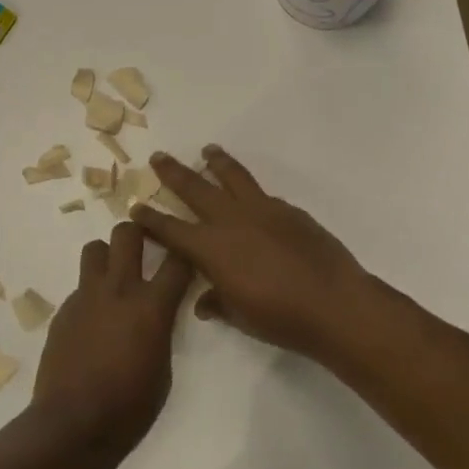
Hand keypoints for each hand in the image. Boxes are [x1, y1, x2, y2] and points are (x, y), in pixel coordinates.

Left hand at [29, 222, 193, 459]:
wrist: (72, 424)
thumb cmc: (129, 407)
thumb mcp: (163, 369)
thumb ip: (162, 330)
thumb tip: (157, 316)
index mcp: (151, 306)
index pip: (178, 260)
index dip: (187, 253)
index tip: (189, 255)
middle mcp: (118, 289)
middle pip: (127, 233)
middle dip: (139, 232)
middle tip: (145, 247)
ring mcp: (86, 296)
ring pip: (95, 248)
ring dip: (107, 256)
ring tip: (114, 278)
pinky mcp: (64, 310)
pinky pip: (81, 287)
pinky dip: (91, 294)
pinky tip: (93, 322)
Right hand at [132, 146, 369, 361]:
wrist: (334, 303)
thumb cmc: (280, 318)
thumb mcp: (240, 316)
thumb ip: (218, 303)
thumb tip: (204, 302)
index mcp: (212, 248)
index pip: (171, 229)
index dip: (151, 219)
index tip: (135, 207)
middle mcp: (231, 220)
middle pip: (195, 188)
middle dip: (174, 173)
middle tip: (159, 157)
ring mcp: (263, 210)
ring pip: (233, 177)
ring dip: (217, 162)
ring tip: (208, 150)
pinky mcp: (289, 211)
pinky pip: (263, 195)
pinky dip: (251, 190)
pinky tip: (252, 196)